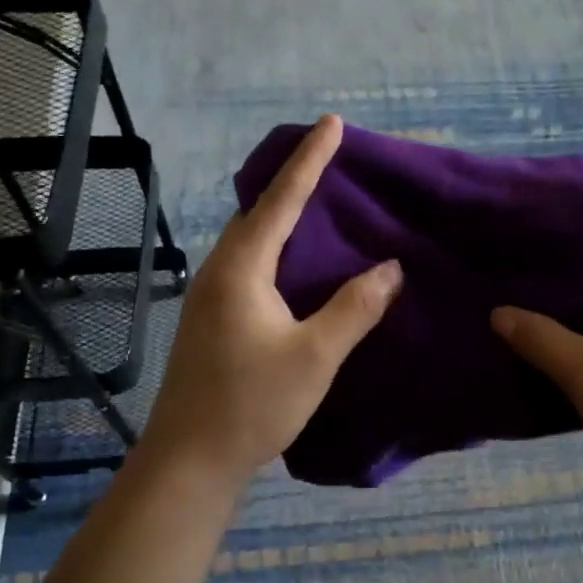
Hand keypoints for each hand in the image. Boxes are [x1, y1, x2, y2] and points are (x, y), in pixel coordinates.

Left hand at [140, 116, 402, 489]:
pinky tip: (298, 269)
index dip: (310, 160)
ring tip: (321, 209)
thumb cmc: (252, 404)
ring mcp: (211, 298)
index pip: (281, 200)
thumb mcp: (315, 356)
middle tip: (331, 164)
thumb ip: (354, 308)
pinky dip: (277, 251)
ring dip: (283, 219)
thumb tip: (391, 268)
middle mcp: (220, 273)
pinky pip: (249, 267)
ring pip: (251, 242)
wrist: (190, 459)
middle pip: (258, 213)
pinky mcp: (213, 321)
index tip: (332, 123)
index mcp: (241, 269)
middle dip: (293, 183)